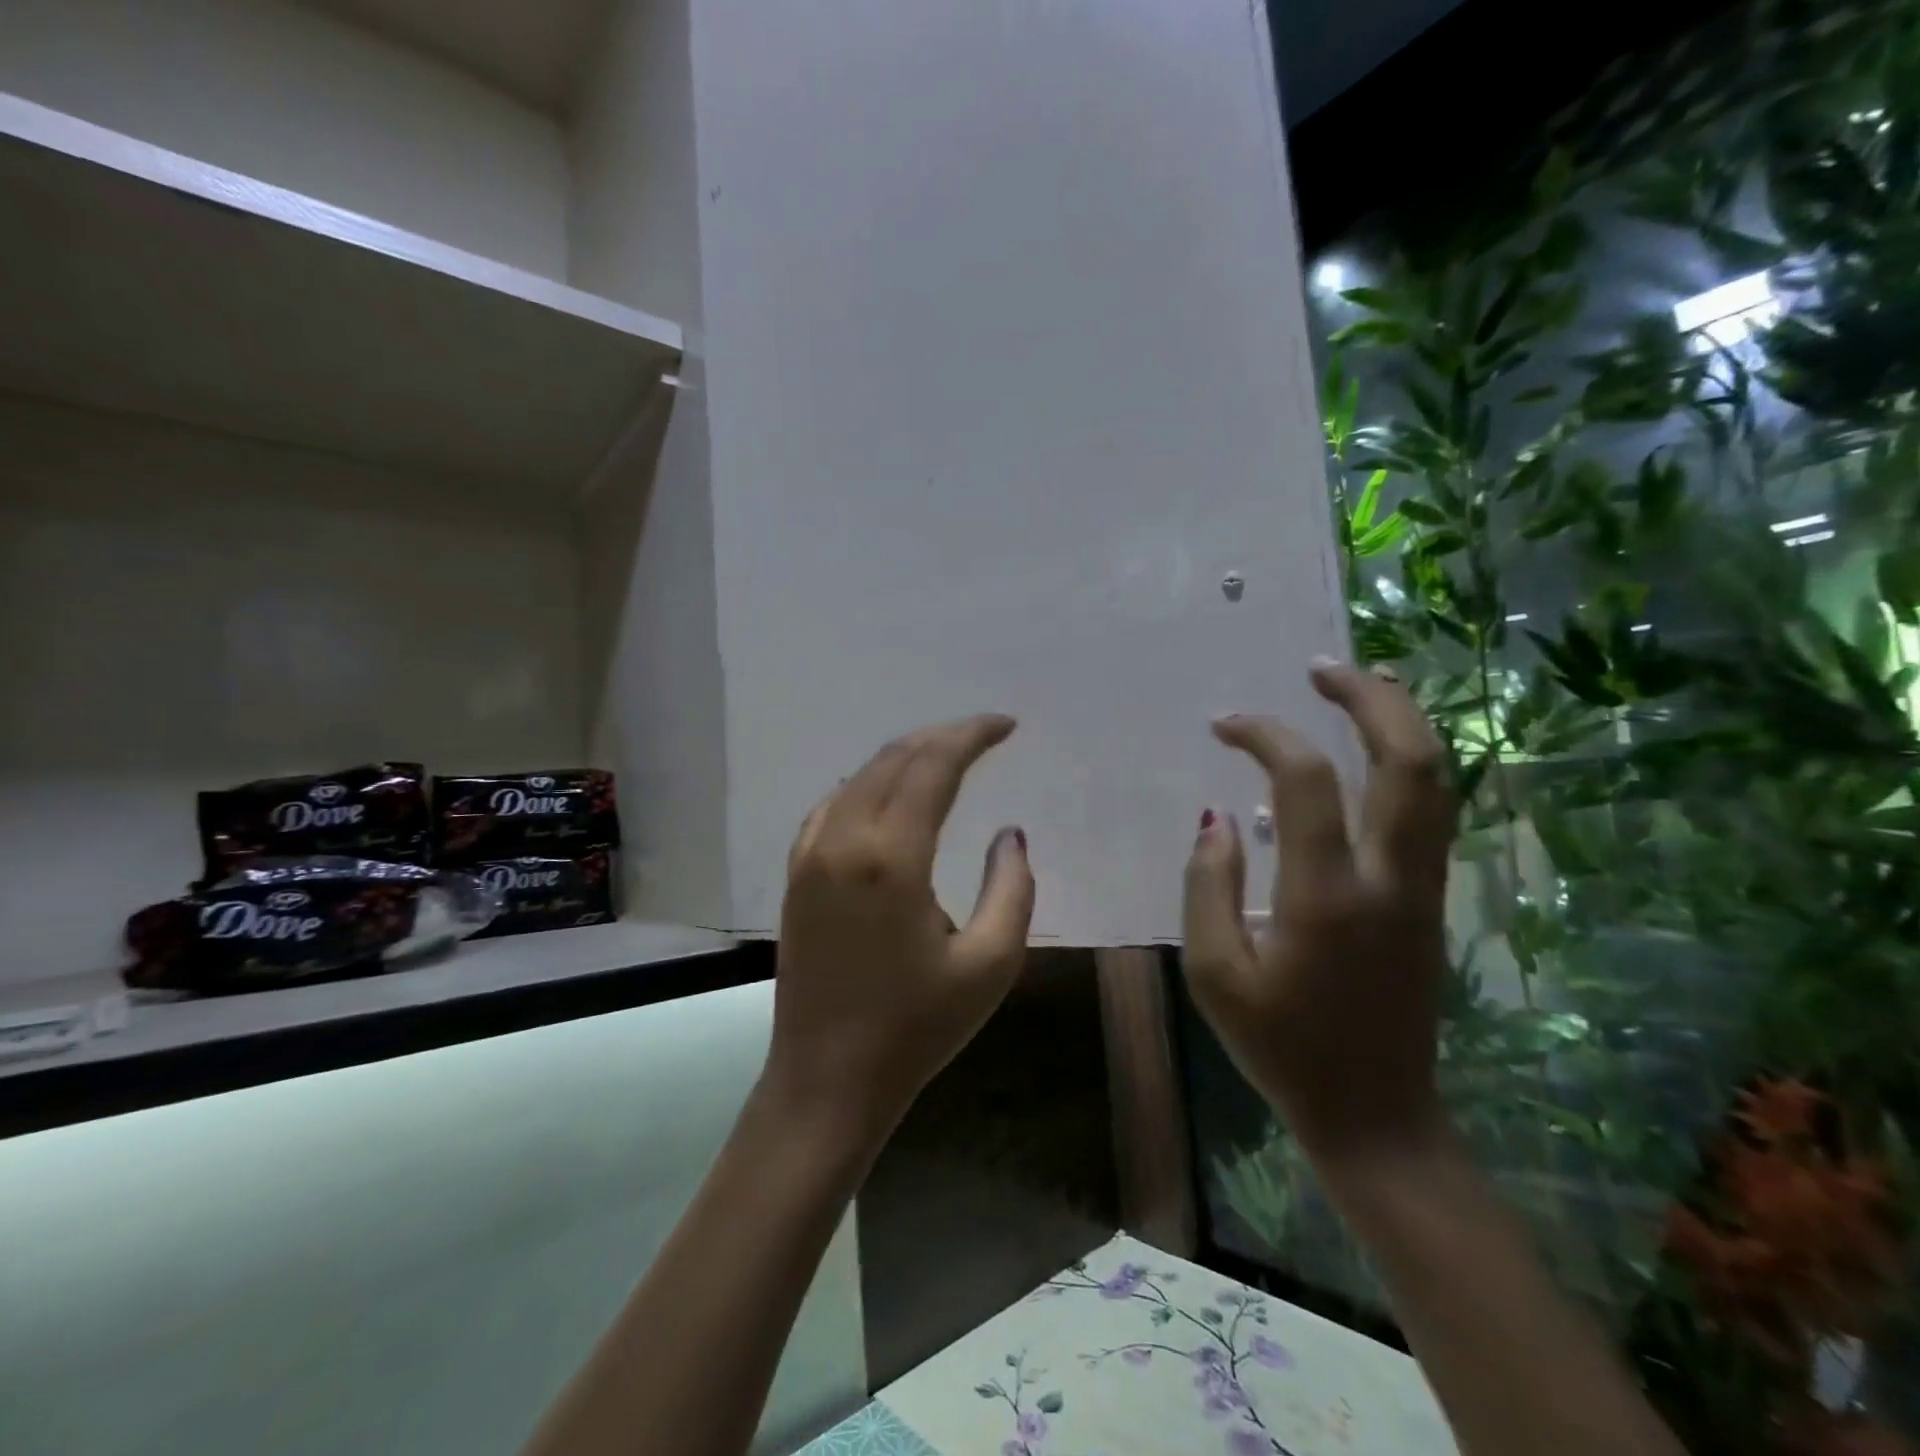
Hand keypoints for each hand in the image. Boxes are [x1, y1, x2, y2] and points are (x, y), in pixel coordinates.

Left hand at [767, 715, 1034, 1138]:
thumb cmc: (916, 1028)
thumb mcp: (990, 965)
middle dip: (942, 736)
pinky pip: (833, 805)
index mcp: (892, 857)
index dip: (971, 735)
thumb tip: (1009, 835)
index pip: (933, 766)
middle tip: (984, 734)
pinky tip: (888, 794)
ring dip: (906, 757)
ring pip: (860, 777)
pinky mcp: (796, 875)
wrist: (827, 1079)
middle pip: (894, 759)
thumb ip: (1012, 889)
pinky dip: (868, 784)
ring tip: (947, 757)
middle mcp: (844, 840)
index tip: (1006, 726)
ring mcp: (811, 855)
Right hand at [1182, 661, 1456, 1163]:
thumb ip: (1207, 887)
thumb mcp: (1214, 975)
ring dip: (1403, 722)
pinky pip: (1432, 813)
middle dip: (1372, 699)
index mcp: (1326, 897)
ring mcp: (1424, 890)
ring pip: (1439, 783)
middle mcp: (1390, 879)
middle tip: (1323, 668)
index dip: (1265, 735)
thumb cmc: (1282, 1048)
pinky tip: (1375, 752)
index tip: (1225, 724)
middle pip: (1410, 762)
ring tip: (1360, 686)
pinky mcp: (1433, 903)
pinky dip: (1408, 764)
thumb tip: (1216, 819)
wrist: (1376, 1114)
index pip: (1304, 782)